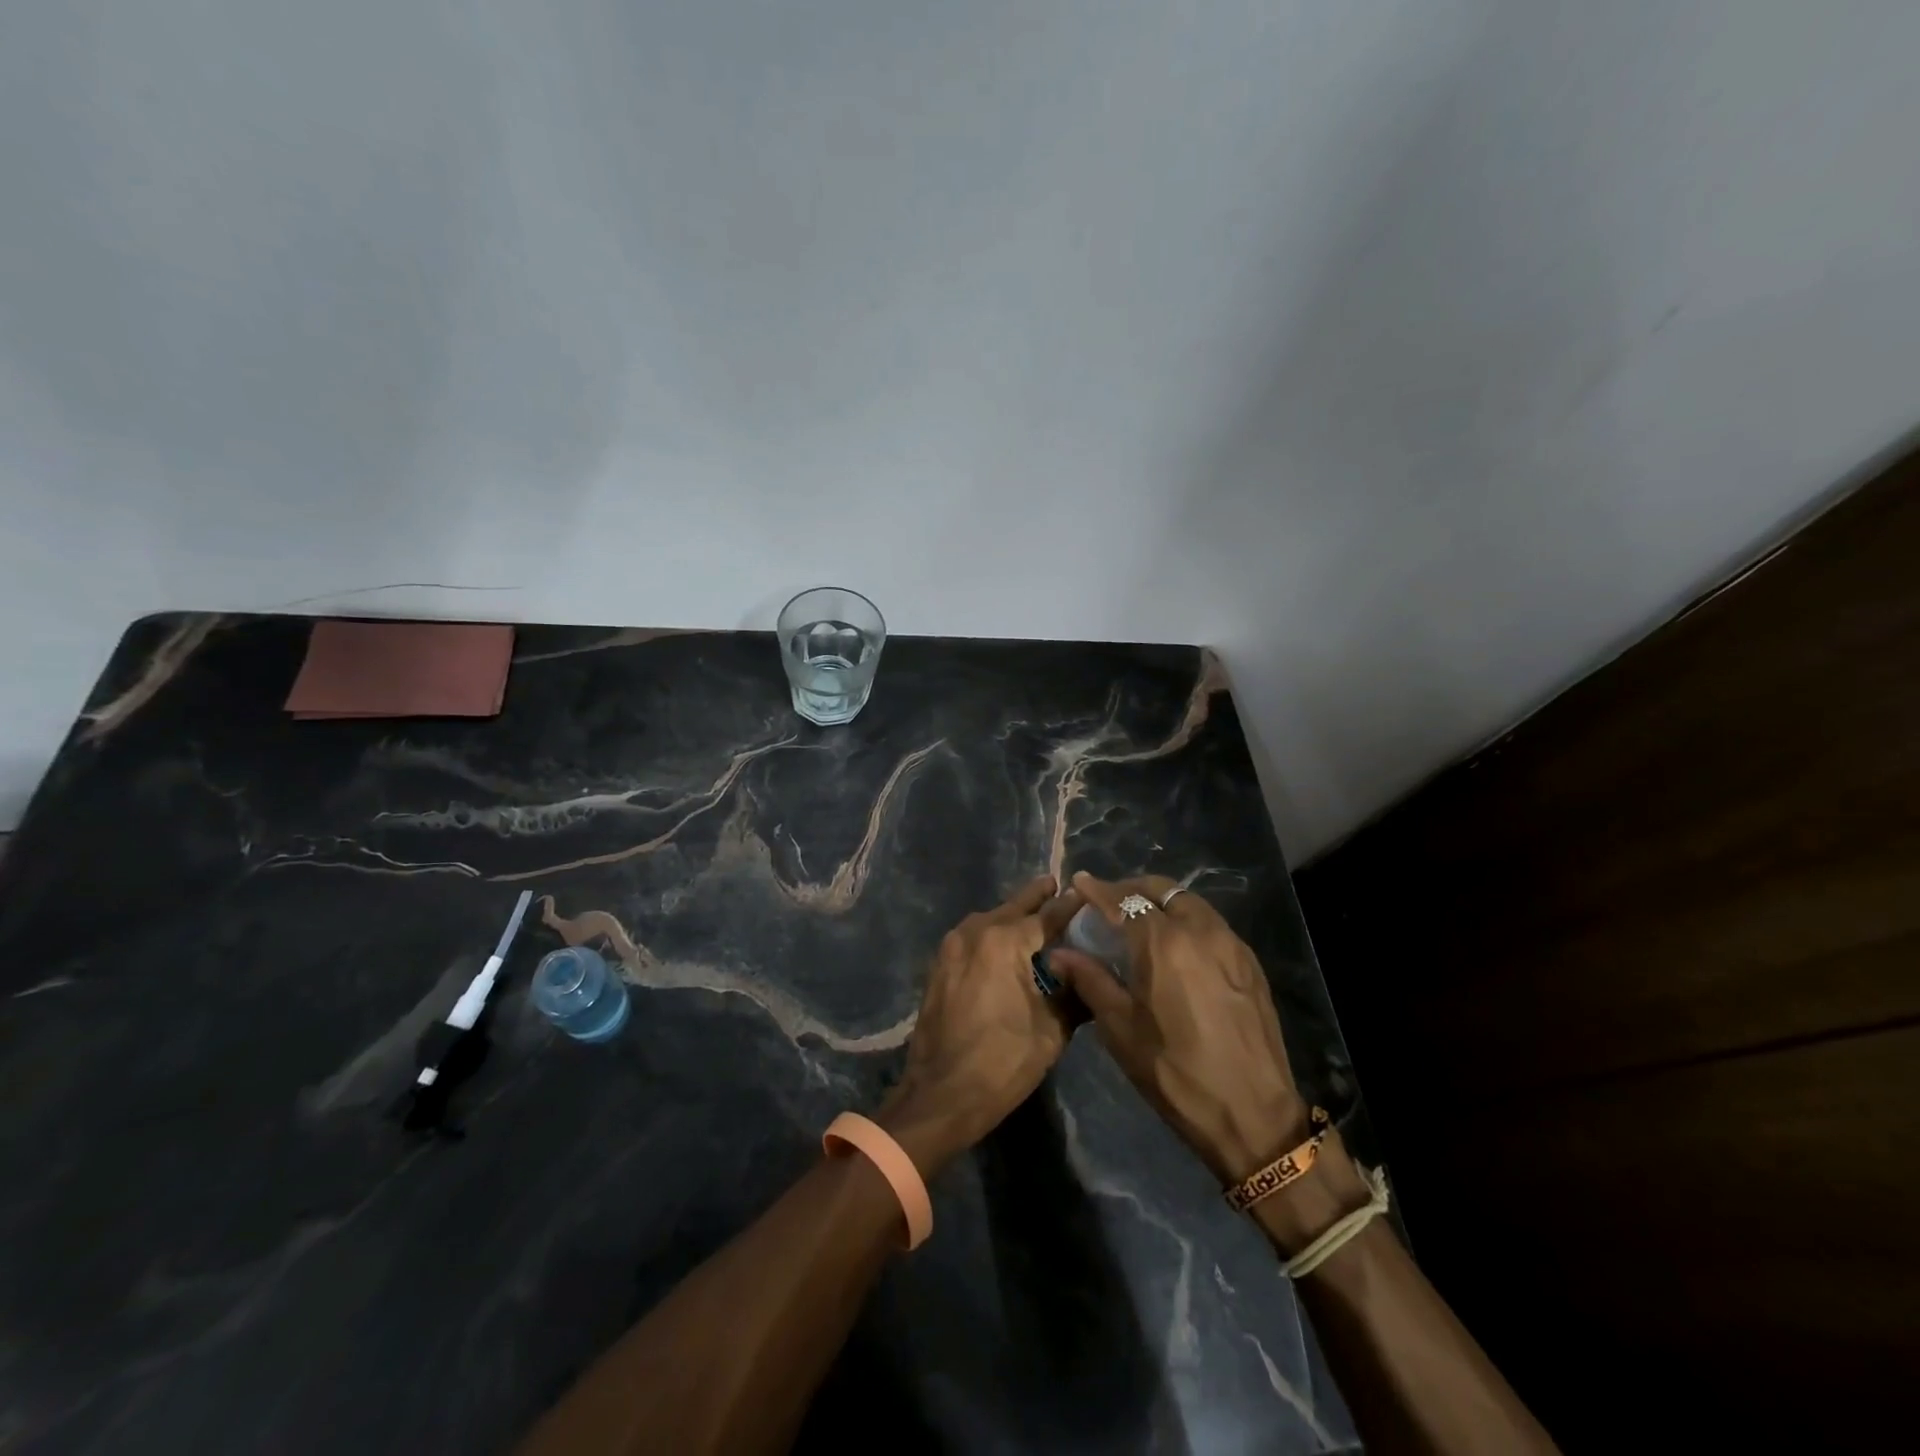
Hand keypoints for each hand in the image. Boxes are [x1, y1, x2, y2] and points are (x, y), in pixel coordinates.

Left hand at [877, 875, 1081, 1177]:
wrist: (941, 1094)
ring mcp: (952, 946)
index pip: (1047, 915)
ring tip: (1034, 913)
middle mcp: (976, 932)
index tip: (1087, 893)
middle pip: (1013, 908)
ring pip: (990, 920)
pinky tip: (1005, 944)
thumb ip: (1074, 993)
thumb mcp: (1051, 1031)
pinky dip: (992, 934)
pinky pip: (972, 937)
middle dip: (1036, 897)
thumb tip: (1091, 973)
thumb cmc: (1002, 1062)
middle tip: (1056, 884)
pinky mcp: (940, 965)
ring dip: (1011, 915)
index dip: (1069, 906)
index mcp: (1005, 941)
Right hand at [1049, 873, 1306, 1183]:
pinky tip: (1177, 947)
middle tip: (1110, 902)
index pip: (1123, 900)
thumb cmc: (1175, 1072)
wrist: (1253, 1114)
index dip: (1097, 890)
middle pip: (1161, 890)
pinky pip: (1212, 924)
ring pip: (1190, 903)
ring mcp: (1231, 944)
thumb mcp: (1120, 1029)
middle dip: (1132, 889)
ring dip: (1162, 902)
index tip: (1080, 882)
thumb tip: (1059, 954)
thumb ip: (1090, 980)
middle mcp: (1199, 930)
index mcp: (1162, 943)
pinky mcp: (1250, 963)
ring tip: (1142, 921)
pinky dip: (1187, 921)